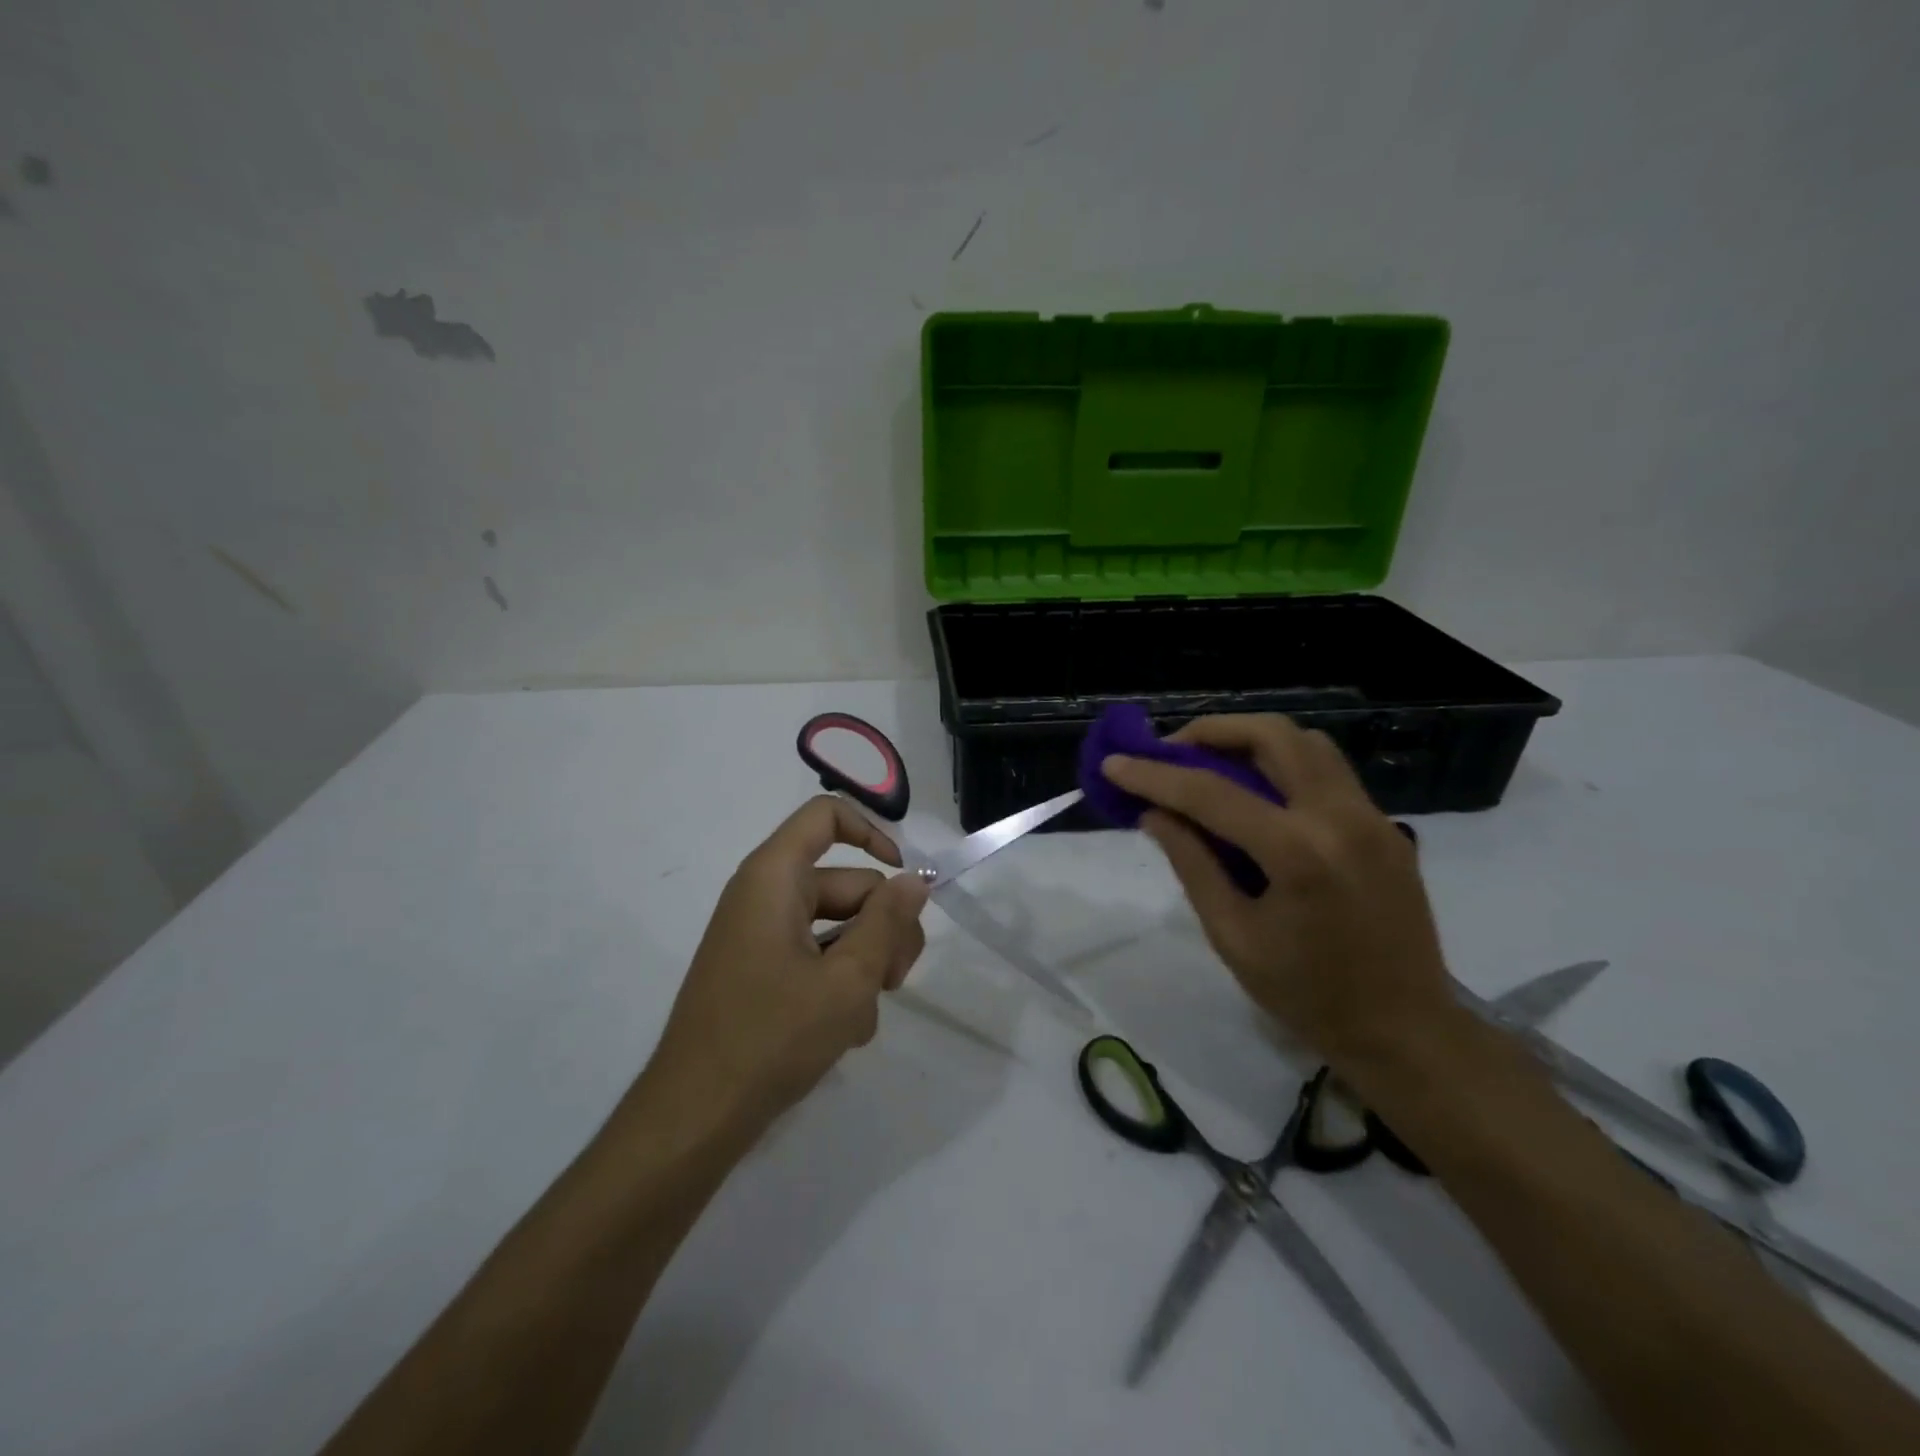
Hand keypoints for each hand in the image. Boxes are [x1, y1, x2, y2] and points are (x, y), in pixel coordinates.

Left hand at [643, 796, 929, 1130]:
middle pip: (846, 883)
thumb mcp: (847, 980)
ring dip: (864, 964)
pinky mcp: (759, 970)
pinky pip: (814, 955)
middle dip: (882, 927)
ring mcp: (760, 935)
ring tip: (862, 1017)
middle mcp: (764, 895)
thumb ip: (887, 923)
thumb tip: (915, 880)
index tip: (905, 883)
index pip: (826, 816)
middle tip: (895, 980)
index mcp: (774, 877)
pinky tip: (844, 1030)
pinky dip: (837, 982)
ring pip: (837, 925)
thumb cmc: (771, 1037)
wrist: (695, 1117)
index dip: (872, 834)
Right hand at [1101, 715, 1454, 1068]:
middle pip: (1272, 735)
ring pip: (1306, 742)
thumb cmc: (1307, 996)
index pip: (1211, 793)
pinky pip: (1328, 772)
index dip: (1154, 776)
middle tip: (1171, 752)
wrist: (1406, 1032)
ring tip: (1211, 765)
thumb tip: (1154, 814)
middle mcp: (1340, 817)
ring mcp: (1372, 817)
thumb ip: (1192, 864)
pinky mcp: (1386, 826)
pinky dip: (1284, 765)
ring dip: (1251, 741)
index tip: (1114, 763)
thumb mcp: (1232, 935)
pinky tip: (1258, 796)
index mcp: (1299, 853)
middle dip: (1211, 732)